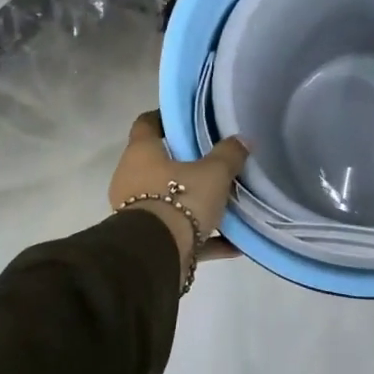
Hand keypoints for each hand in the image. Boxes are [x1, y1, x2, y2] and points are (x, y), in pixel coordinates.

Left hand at [109, 111, 248, 270]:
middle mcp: (131, 179)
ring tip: (225, 202)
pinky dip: (202, 236)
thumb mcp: (214, 173)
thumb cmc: (180, 199)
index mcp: (141, 153)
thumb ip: (229, 154)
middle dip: (183, 164)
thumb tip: (243, 139)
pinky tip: (233, 243)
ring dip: (193, 202)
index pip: (146, 124)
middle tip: (213, 159)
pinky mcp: (148, 240)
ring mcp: (136, 211)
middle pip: (158, 164)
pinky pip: (179, 232)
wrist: (156, 255)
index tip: (187, 119)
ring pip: (168, 200)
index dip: (164, 118)